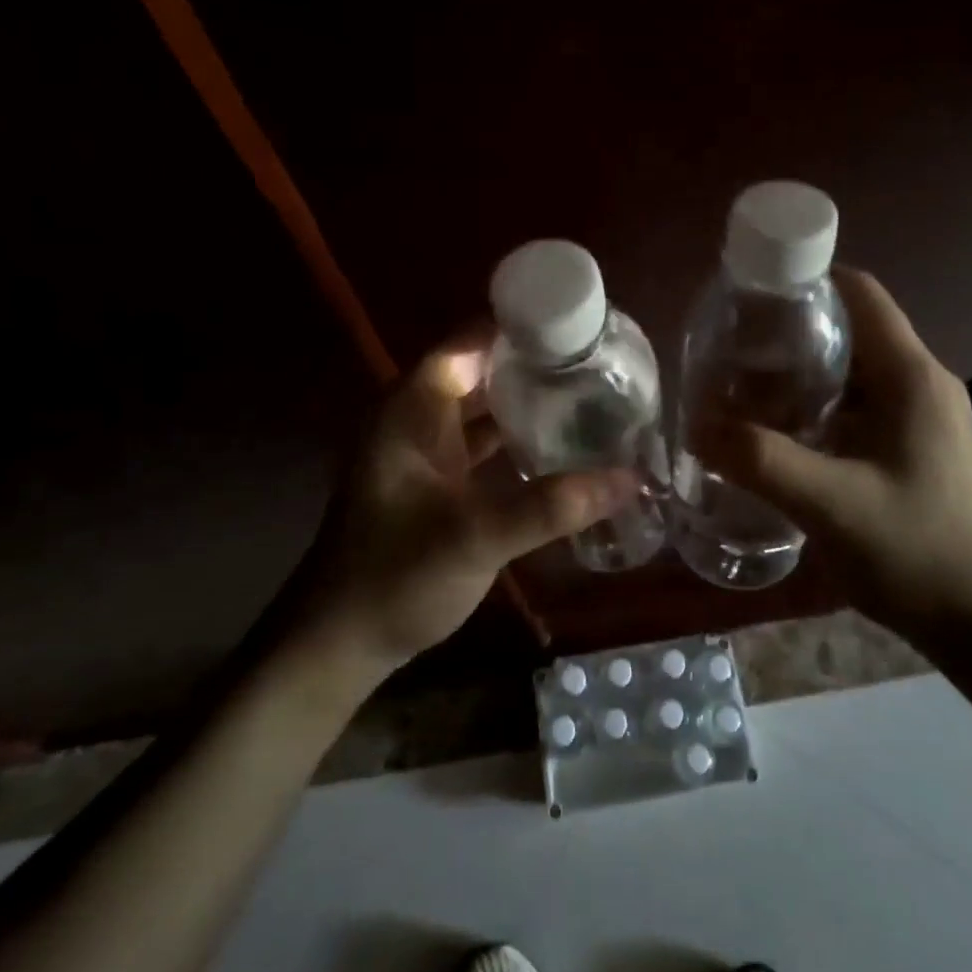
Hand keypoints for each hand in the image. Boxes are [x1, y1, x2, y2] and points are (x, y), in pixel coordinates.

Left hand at [292, 329, 634, 677]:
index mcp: (410, 411)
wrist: (341, 643)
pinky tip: (560, 448)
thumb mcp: (473, 538)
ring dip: (528, 403)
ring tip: (589, 395)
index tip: (576, 327)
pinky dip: (517, 441)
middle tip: (598, 362)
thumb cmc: (394, 578)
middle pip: (480, 372)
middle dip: (533, 365)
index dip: (517, 328)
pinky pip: (483, 446)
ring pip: (483, 410)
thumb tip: (630, 478)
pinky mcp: (437, 483)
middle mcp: (416, 420)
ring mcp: (426, 453)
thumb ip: (549, 507)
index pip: (467, 344)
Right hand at [694, 267, 971, 651]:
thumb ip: (760, 460)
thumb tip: (695, 425)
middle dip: (788, 334)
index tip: (746, 297)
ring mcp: (921, 418)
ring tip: (741, 391)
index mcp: (911, 377)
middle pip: (849, 330)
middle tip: (729, 352)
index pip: (859, 294)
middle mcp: (920, 384)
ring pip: (849, 373)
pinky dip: (815, 408)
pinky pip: (856, 408)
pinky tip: (779, 435)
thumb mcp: (831, 504)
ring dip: (798, 375)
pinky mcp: (914, 449)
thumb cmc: (919, 553)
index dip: (804, 282)